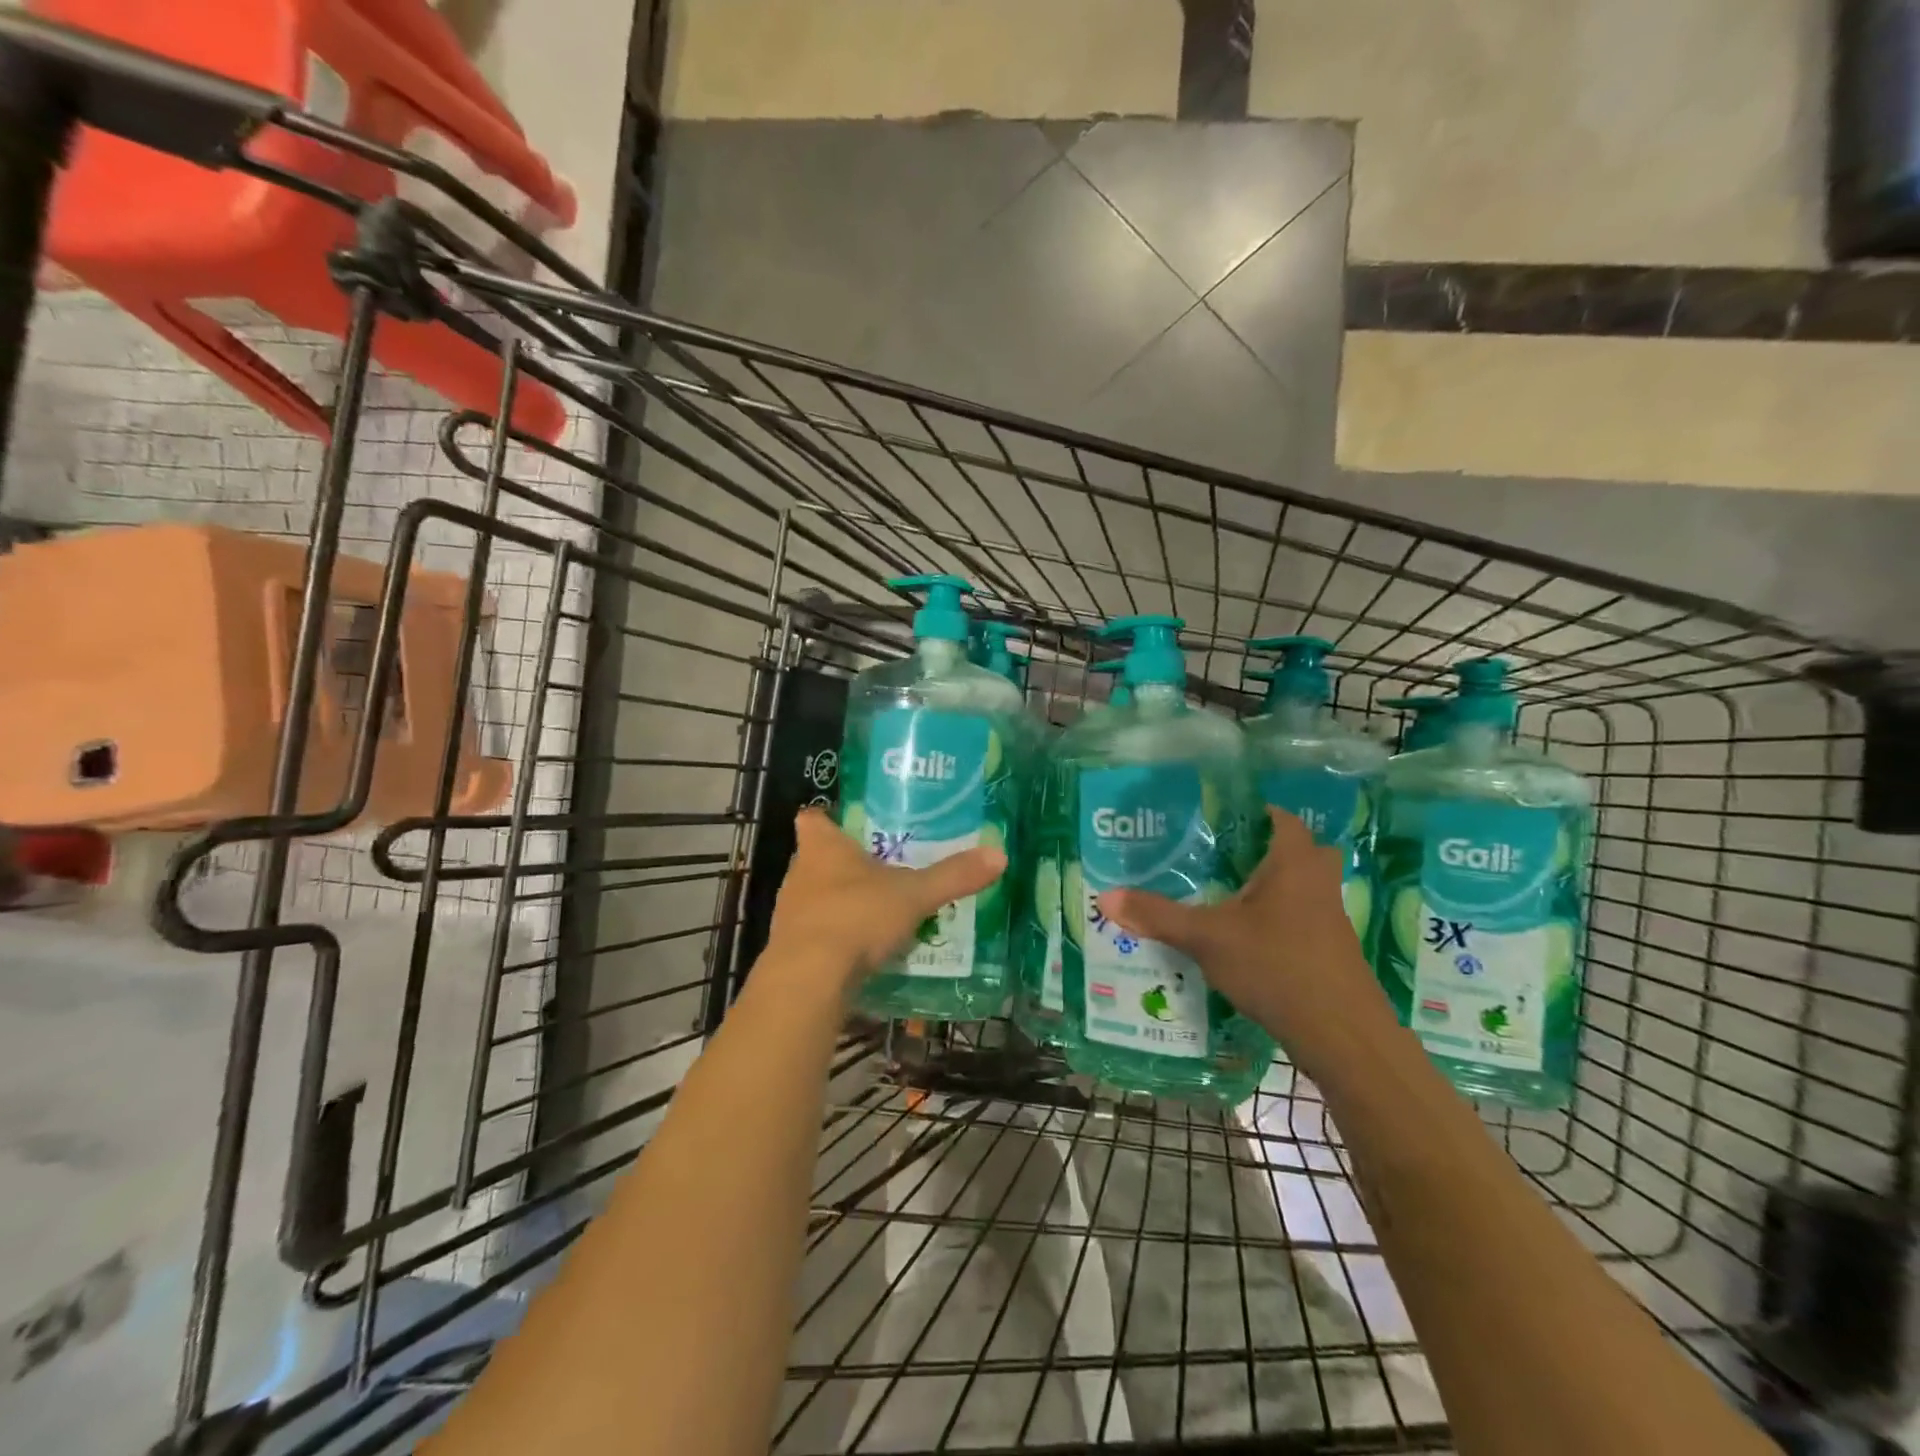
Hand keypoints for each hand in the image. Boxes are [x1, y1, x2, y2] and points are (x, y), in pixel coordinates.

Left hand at [766, 808, 1006, 996]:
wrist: (809, 980)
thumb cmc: (857, 917)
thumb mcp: (914, 895)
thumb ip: (953, 876)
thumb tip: (999, 854)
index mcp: (822, 847)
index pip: (812, 818)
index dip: (828, 817)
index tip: (849, 823)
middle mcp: (799, 873)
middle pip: (816, 858)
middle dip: (843, 863)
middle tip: (880, 867)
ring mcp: (789, 913)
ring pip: (815, 897)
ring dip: (839, 902)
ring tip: (876, 910)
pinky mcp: (789, 949)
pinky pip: (816, 934)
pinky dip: (835, 938)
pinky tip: (862, 950)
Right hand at [1096, 808, 1395, 1072]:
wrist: (1342, 1036)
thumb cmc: (1277, 967)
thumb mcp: (1207, 938)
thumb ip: (1157, 916)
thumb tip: (1104, 897)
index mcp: (1295, 864)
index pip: (1281, 818)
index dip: (1253, 811)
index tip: (1217, 816)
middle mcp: (1318, 883)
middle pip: (1297, 851)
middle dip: (1264, 850)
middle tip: (1220, 855)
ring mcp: (1329, 920)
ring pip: (1300, 887)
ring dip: (1270, 887)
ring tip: (1223, 893)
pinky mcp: (1329, 952)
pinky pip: (1300, 919)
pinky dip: (1276, 920)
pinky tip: (1243, 938)